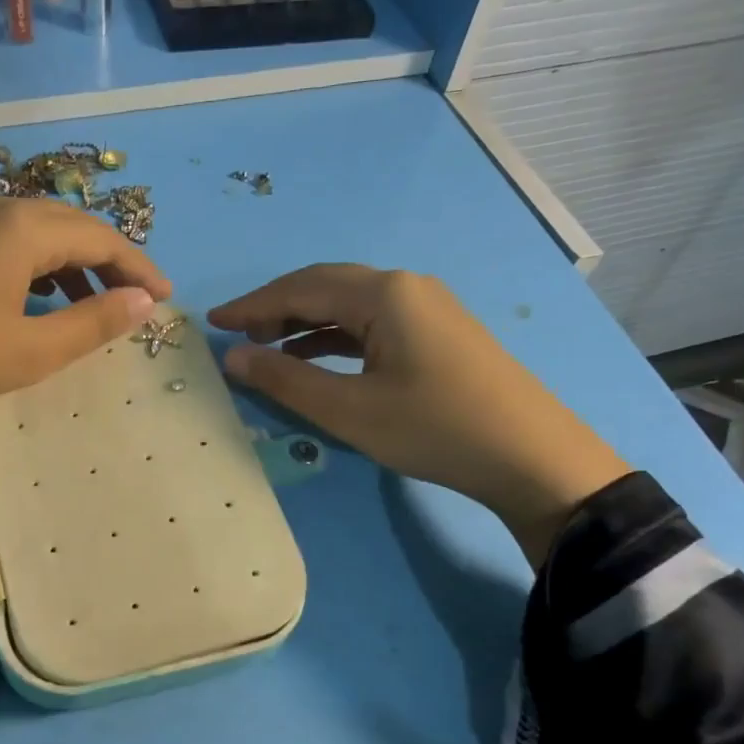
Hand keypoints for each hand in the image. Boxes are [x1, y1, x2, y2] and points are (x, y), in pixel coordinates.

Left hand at [0, 193, 171, 426]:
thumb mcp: (30, 351)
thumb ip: (93, 323)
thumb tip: (145, 302)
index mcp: (25, 228)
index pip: (101, 237)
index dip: (139, 267)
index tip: (165, 297)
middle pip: (69, 224)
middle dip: (108, 260)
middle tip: (133, 297)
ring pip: (32, 229)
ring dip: (69, 260)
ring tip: (87, 298)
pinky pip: (1, 238)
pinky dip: (31, 263)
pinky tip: (29, 294)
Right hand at [209, 265, 628, 565]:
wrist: (531, 456)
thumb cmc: (434, 429)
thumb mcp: (350, 410)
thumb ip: (286, 381)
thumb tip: (233, 356)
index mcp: (383, 294)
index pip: (301, 288)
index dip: (252, 305)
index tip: (213, 321)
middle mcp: (405, 287)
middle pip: (325, 287)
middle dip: (276, 308)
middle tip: (238, 334)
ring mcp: (426, 307)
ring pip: (350, 305)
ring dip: (305, 323)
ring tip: (268, 348)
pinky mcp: (437, 332)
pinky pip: (372, 324)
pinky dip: (336, 338)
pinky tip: (317, 359)